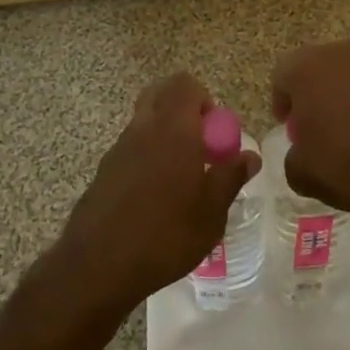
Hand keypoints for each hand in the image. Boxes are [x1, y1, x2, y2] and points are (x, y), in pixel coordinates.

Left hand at [58, 73, 260, 312]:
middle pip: (161, 94)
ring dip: (164, 133)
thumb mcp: (211, 212)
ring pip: (144, 120)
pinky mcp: (104, 169)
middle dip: (182, 109)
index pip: (185, 84)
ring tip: (180, 177)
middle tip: (199, 146)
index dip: (204, 100)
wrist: (99, 264)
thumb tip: (250, 155)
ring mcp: (119, 146)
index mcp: (174, 128)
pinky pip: (131, 147)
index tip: (214, 133)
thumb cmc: (166, 235)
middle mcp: (144, 127)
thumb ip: (231, 176)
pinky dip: (146, 156)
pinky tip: (154, 197)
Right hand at [270, 31, 349, 230]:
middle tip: (322, 122)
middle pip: (318, 65)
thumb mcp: (300, 172)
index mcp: (303, 67)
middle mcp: (338, 48)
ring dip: (348, 85)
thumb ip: (293, 152)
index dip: (285, 102)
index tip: (291, 127)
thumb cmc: (348, 167)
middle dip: (317, 89)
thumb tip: (303, 148)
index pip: (282, 76)